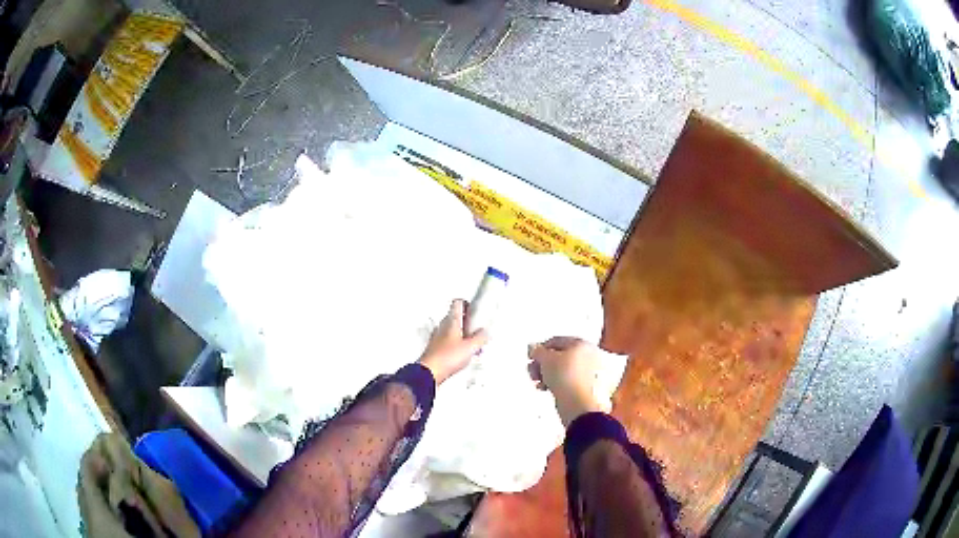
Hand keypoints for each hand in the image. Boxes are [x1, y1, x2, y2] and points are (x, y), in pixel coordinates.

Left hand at [418, 299, 488, 383]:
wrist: (429, 372)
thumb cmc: (446, 357)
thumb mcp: (470, 347)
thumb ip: (480, 338)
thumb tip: (484, 333)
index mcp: (451, 321)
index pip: (457, 303)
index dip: (467, 304)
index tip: (475, 310)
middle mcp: (442, 327)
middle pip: (456, 318)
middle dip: (468, 324)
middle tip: (477, 331)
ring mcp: (437, 337)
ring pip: (452, 331)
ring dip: (463, 336)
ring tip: (473, 346)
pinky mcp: (435, 349)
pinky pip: (448, 343)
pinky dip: (457, 346)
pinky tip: (463, 356)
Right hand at [528, 336, 604, 426]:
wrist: (581, 405)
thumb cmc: (569, 380)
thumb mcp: (546, 360)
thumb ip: (538, 351)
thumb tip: (534, 348)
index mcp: (583, 344)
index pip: (557, 341)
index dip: (541, 349)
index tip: (532, 357)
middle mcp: (592, 355)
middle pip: (563, 356)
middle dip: (545, 364)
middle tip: (534, 371)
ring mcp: (593, 373)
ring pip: (567, 370)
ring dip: (551, 375)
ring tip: (541, 383)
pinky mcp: (591, 388)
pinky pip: (572, 382)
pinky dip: (561, 384)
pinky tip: (551, 390)